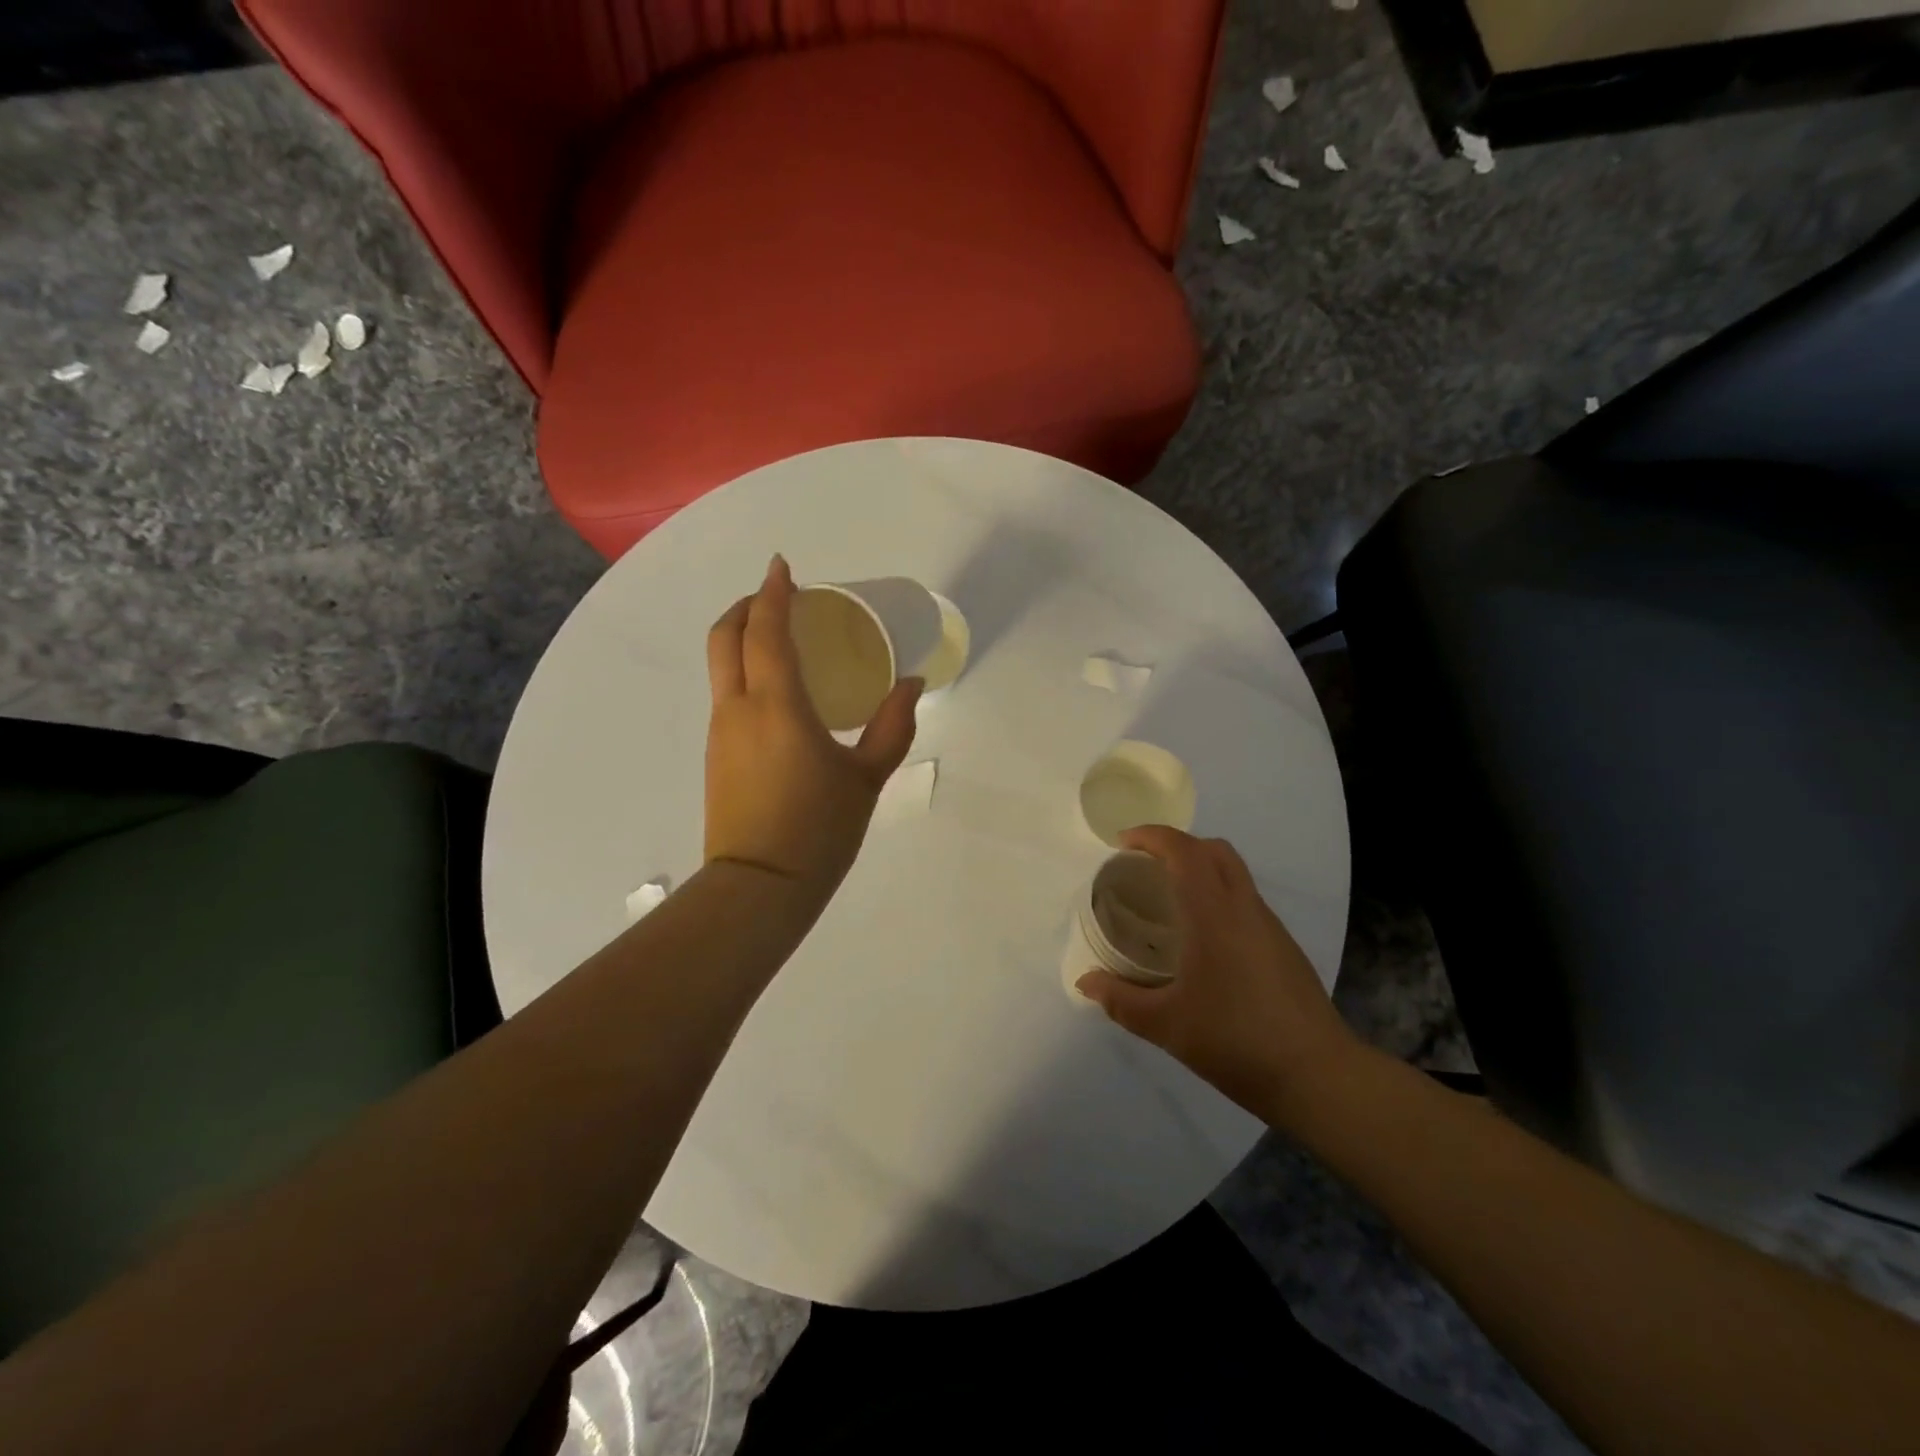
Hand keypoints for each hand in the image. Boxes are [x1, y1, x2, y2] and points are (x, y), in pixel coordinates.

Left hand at [705, 556, 921, 897]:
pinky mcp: (716, 756)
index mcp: (777, 705)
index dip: (773, 593)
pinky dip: (743, 672)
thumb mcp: (866, 778)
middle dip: (747, 607)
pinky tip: (776, 693)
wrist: (760, 887)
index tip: (784, 568)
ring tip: (782, 642)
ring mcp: (721, 733)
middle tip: (777, 598)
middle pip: (725, 638)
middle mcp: (739, 709)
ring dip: (743, 639)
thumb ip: (892, 727)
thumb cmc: (819, 829)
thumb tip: (912, 686)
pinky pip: (727, 695)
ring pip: (721, 666)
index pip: (766, 631)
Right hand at [1076, 826, 1363, 1127]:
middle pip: (1214, 850)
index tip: (1122, 844)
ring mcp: (1270, 927)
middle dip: (1177, 846)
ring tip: (1170, 903)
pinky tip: (1203, 942)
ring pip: (1234, 874)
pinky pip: (1245, 902)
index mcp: (1213, 913)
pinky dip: (1218, 899)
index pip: (1183, 850)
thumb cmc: (1235, 1040)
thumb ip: (1120, 1000)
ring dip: (1200, 871)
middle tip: (1145, 868)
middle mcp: (1244, 908)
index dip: (1151, 836)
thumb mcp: (1166, 1025)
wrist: (1319, 1076)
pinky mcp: (1284, 948)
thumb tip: (1085, 983)